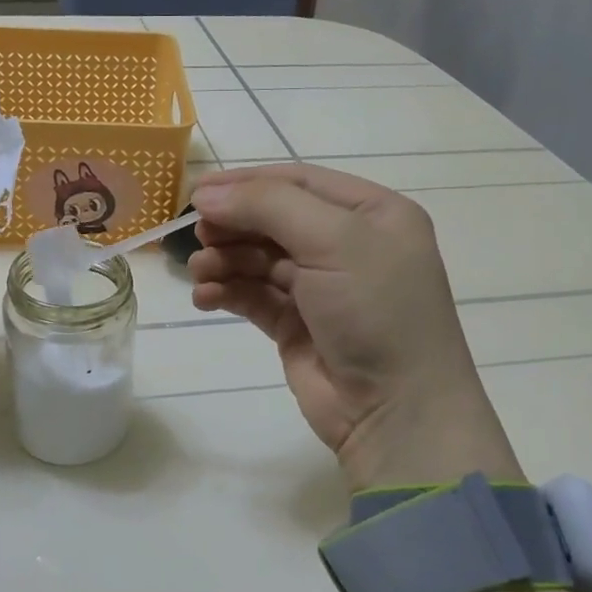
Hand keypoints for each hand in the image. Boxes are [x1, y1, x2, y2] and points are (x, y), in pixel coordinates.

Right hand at [189, 164, 522, 490]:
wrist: (395, 410)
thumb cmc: (376, 311)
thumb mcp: (334, 241)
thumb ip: (269, 206)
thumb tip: (205, 194)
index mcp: (372, 213)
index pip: (299, 181)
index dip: (247, 182)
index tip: (197, 191)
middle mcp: (348, 245)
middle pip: (274, 219)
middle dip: (233, 224)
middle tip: (196, 235)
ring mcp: (321, 288)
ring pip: (259, 259)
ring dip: (225, 260)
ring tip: (200, 271)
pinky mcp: (296, 325)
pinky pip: (253, 296)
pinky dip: (227, 292)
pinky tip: (205, 297)